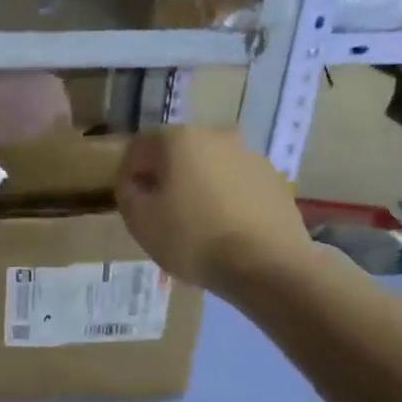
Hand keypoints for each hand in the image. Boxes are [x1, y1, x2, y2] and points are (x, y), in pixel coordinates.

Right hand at [115, 127, 312, 293]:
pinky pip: (236, 184)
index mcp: (179, 139)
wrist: (268, 265)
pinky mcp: (274, 180)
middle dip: (165, 178)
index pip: (139, 147)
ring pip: (209, 167)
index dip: (128, 174)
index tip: (129, 202)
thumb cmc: (193, 239)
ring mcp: (251, 156)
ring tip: (195, 224)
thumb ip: (128, 193)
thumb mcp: (139, 221)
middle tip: (160, 212)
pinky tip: (224, 229)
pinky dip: (225, 199)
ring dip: (197, 187)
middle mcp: (217, 136)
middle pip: (177, 153)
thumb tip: (136, 183)